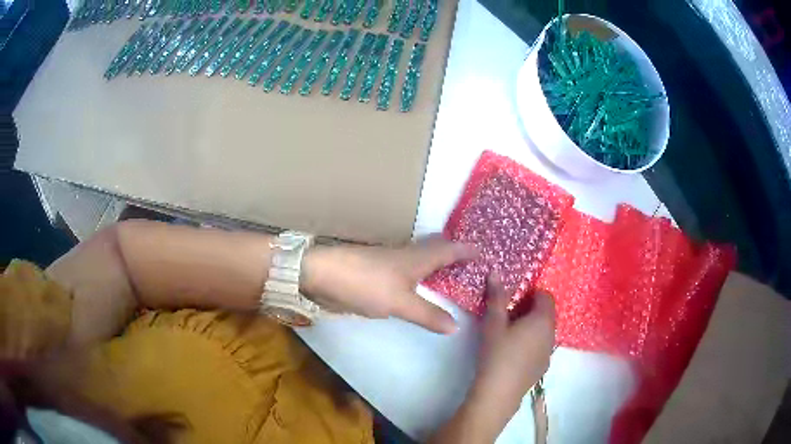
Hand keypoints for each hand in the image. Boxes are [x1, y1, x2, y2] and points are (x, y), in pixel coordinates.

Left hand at [301, 238, 477, 333]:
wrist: (322, 274)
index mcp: (418, 257)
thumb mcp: (399, 302)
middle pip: (436, 249)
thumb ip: (427, 314)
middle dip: (455, 253)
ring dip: (438, 265)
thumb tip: (457, 326)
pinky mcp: (378, 274)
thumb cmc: (365, 284)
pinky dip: (421, 277)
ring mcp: (391, 263)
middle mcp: (407, 256)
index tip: (485, 252)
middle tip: (472, 264)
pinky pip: (408, 272)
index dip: (467, 250)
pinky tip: (420, 289)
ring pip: (422, 260)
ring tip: (452, 277)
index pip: (450, 249)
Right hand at [470, 274, 555, 423]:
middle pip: (546, 314)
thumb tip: (496, 272)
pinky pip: (541, 346)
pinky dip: (532, 344)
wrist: (499, 392)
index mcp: (542, 320)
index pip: (546, 296)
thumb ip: (497, 297)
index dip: (531, 293)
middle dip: (530, 310)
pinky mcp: (543, 367)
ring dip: (531, 328)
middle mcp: (552, 334)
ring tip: (509, 336)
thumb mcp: (493, 324)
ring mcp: (549, 352)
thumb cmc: (497, 353)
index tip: (513, 301)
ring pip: (544, 331)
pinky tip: (513, 355)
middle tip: (507, 317)